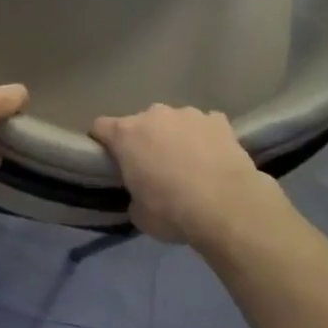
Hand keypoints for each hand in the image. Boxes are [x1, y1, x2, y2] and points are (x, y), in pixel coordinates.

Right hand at [90, 105, 285, 248]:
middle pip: (140, 123)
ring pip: (173, 122)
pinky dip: (204, 138)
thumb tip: (141, 193)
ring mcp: (188, 114)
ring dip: (175, 137)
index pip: (100, 127)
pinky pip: (204, 126)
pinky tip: (213, 160)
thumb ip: (133, 195)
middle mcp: (154, 115)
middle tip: (154, 169)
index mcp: (126, 134)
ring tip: (189, 166)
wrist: (227, 206)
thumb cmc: (172, 211)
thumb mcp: (139, 214)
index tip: (109, 161)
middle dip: (143, 141)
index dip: (102, 142)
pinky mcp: (218, 120)